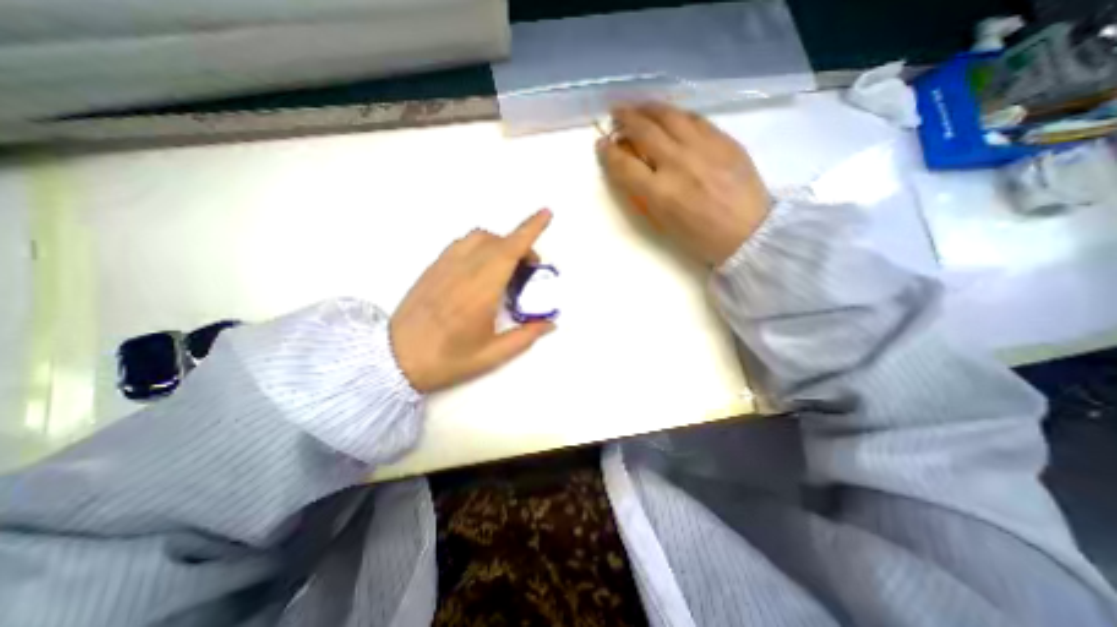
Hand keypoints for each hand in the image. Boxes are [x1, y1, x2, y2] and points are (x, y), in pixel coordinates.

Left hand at [389, 210, 555, 396]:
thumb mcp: (492, 355)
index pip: (510, 249)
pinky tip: (482, 270)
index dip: (530, 229)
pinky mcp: (433, 267)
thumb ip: (525, 337)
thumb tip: (550, 324)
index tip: (546, 213)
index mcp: (481, 290)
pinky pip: (462, 244)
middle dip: (521, 245)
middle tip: (530, 270)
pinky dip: (480, 247)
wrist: (394, 359)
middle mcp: (464, 270)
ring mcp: (445, 266)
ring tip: (506, 268)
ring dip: (500, 244)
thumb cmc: (447, 359)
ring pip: (479, 237)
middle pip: (498, 241)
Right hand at [602, 100, 768, 266]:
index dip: (608, 153)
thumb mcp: (663, 224)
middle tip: (615, 113)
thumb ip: (643, 195)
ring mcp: (703, 147)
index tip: (601, 145)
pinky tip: (670, 115)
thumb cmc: (699, 238)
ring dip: (648, 108)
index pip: (624, 165)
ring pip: (669, 116)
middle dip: (624, 119)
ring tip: (638, 106)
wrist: (748, 232)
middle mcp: (678, 163)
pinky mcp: (724, 139)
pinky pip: (695, 118)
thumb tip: (629, 168)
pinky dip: (676, 115)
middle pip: (644, 131)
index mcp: (660, 193)